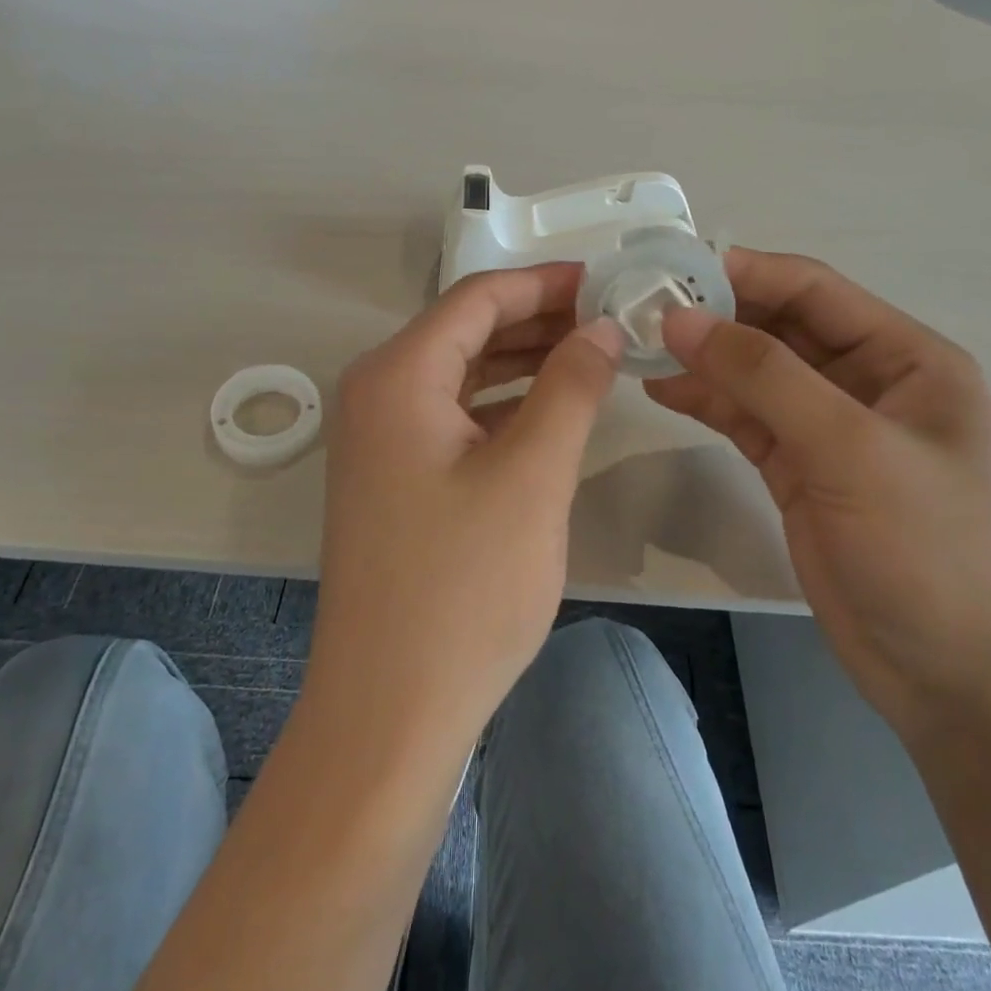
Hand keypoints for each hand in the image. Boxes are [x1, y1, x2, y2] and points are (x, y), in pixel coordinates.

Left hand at [307, 263, 622, 752]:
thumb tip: (601, 328)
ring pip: (463, 376)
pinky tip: (553, 412)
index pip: (478, 299)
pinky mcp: (395, 480)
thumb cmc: (462, 588)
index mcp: (397, 376)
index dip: (545, 284)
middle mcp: (378, 394)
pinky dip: (505, 407)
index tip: (606, 280)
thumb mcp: (531, 476)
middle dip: (540, 321)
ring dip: (525, 362)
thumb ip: (571, 388)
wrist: (389, 710)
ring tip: (594, 356)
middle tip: (612, 319)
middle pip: (467, 332)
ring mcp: (381, 440)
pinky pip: (456, 418)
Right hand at [649, 248, 990, 745]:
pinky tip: (662, 390)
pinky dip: (707, 402)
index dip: (743, 272)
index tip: (669, 269)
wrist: (963, 685)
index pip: (814, 290)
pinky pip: (747, 420)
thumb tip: (680, 319)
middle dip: (715, 316)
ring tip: (636, 348)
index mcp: (906, 359)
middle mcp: (868, 384)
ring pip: (757, 375)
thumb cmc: (932, 552)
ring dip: (703, 360)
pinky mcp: (802, 473)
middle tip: (639, 310)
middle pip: (780, 329)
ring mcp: (832, 432)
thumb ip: (764, 376)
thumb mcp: (850, 450)